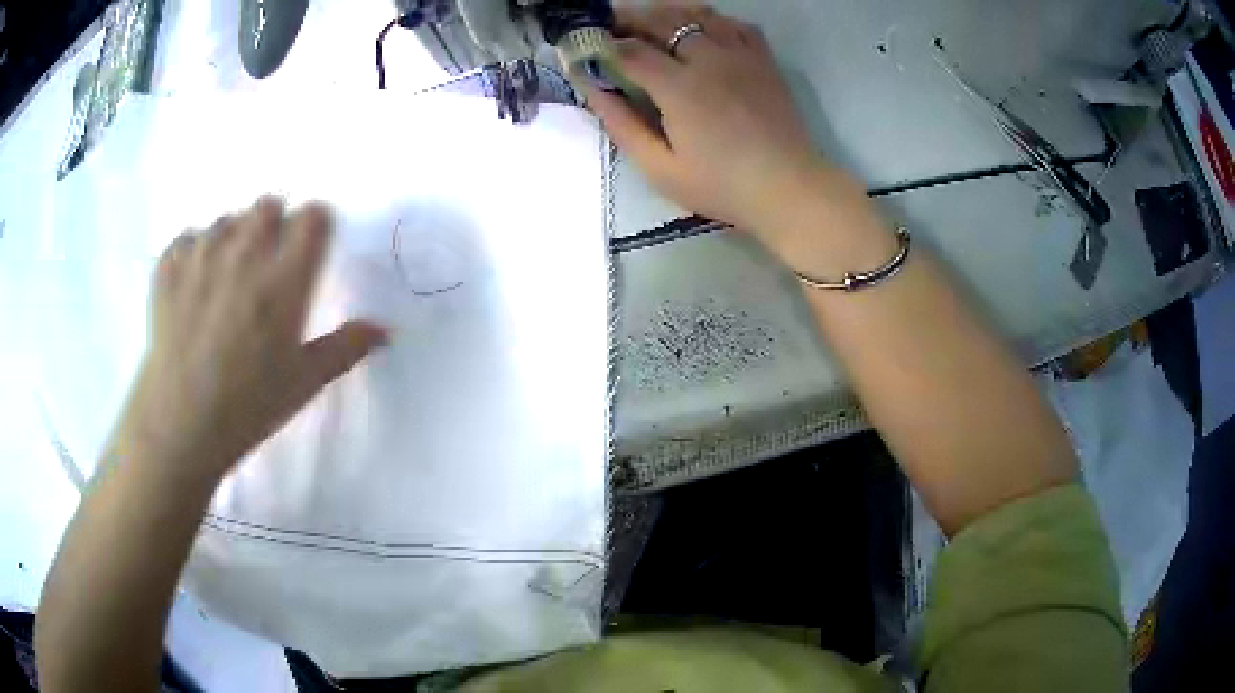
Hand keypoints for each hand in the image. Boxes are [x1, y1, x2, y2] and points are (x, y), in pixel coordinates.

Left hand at [112, 197, 386, 481]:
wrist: (179, 426)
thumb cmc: (248, 407)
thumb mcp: (304, 383)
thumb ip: (346, 348)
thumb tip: (385, 331)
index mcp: (285, 278)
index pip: (314, 216)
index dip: (315, 229)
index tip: (309, 253)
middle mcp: (244, 252)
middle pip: (269, 204)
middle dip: (274, 226)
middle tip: (265, 267)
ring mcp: (202, 254)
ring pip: (227, 219)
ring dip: (233, 239)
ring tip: (225, 281)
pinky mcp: (168, 266)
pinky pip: (189, 238)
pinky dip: (194, 253)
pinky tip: (193, 288)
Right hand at [583, 4, 829, 236]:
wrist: (789, 188)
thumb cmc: (722, 186)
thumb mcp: (661, 169)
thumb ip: (623, 125)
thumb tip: (592, 90)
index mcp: (679, 87)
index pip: (630, 51)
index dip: (602, 45)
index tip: (585, 47)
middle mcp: (709, 59)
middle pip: (661, 21)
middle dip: (629, 18)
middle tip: (609, 25)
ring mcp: (740, 55)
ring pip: (697, 14)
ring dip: (666, 12)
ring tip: (648, 21)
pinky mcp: (763, 60)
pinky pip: (733, 23)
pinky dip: (710, 19)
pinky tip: (700, 28)